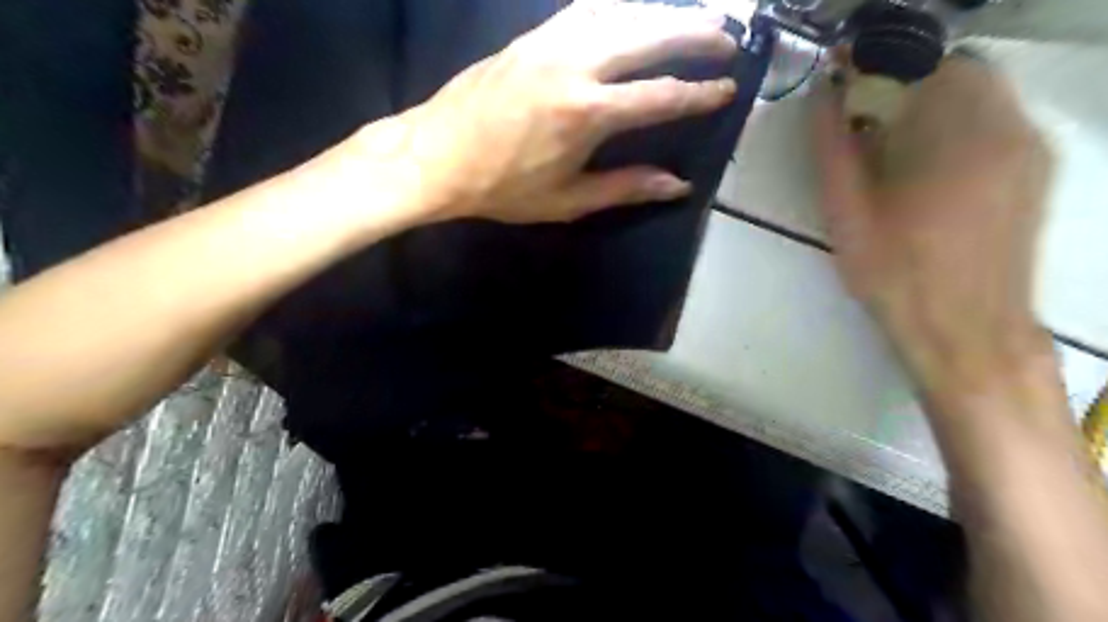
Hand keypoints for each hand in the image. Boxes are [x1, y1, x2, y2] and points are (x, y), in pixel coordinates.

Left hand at [370, 0, 732, 222]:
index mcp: (586, 114)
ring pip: (619, 13)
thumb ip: (626, 188)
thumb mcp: (567, 200)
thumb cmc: (502, 187)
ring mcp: (550, 42)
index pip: (660, 96)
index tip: (728, 88)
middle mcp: (575, 65)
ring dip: (661, 13)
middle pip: (648, 36)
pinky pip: (586, 10)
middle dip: (694, 33)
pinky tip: (633, 14)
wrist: (436, 156)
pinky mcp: (531, 36)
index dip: (700, 94)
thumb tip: (678, 185)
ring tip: (691, 18)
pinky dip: (618, 9)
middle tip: (727, 36)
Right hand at [811, 56, 1053, 396]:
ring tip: (890, 143)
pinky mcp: (1037, 172)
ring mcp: (1031, 149)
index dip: (878, 61)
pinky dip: (958, 124)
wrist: (966, 330)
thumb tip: (821, 98)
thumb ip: (833, 149)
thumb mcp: (847, 213)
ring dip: (932, 102)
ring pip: (982, 95)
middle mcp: (1008, 126)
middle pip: (958, 71)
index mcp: (957, 133)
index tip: (843, 74)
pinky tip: (927, 166)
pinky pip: (997, 122)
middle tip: (863, 114)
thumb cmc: (896, 273)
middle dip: (906, 81)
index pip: (924, 61)